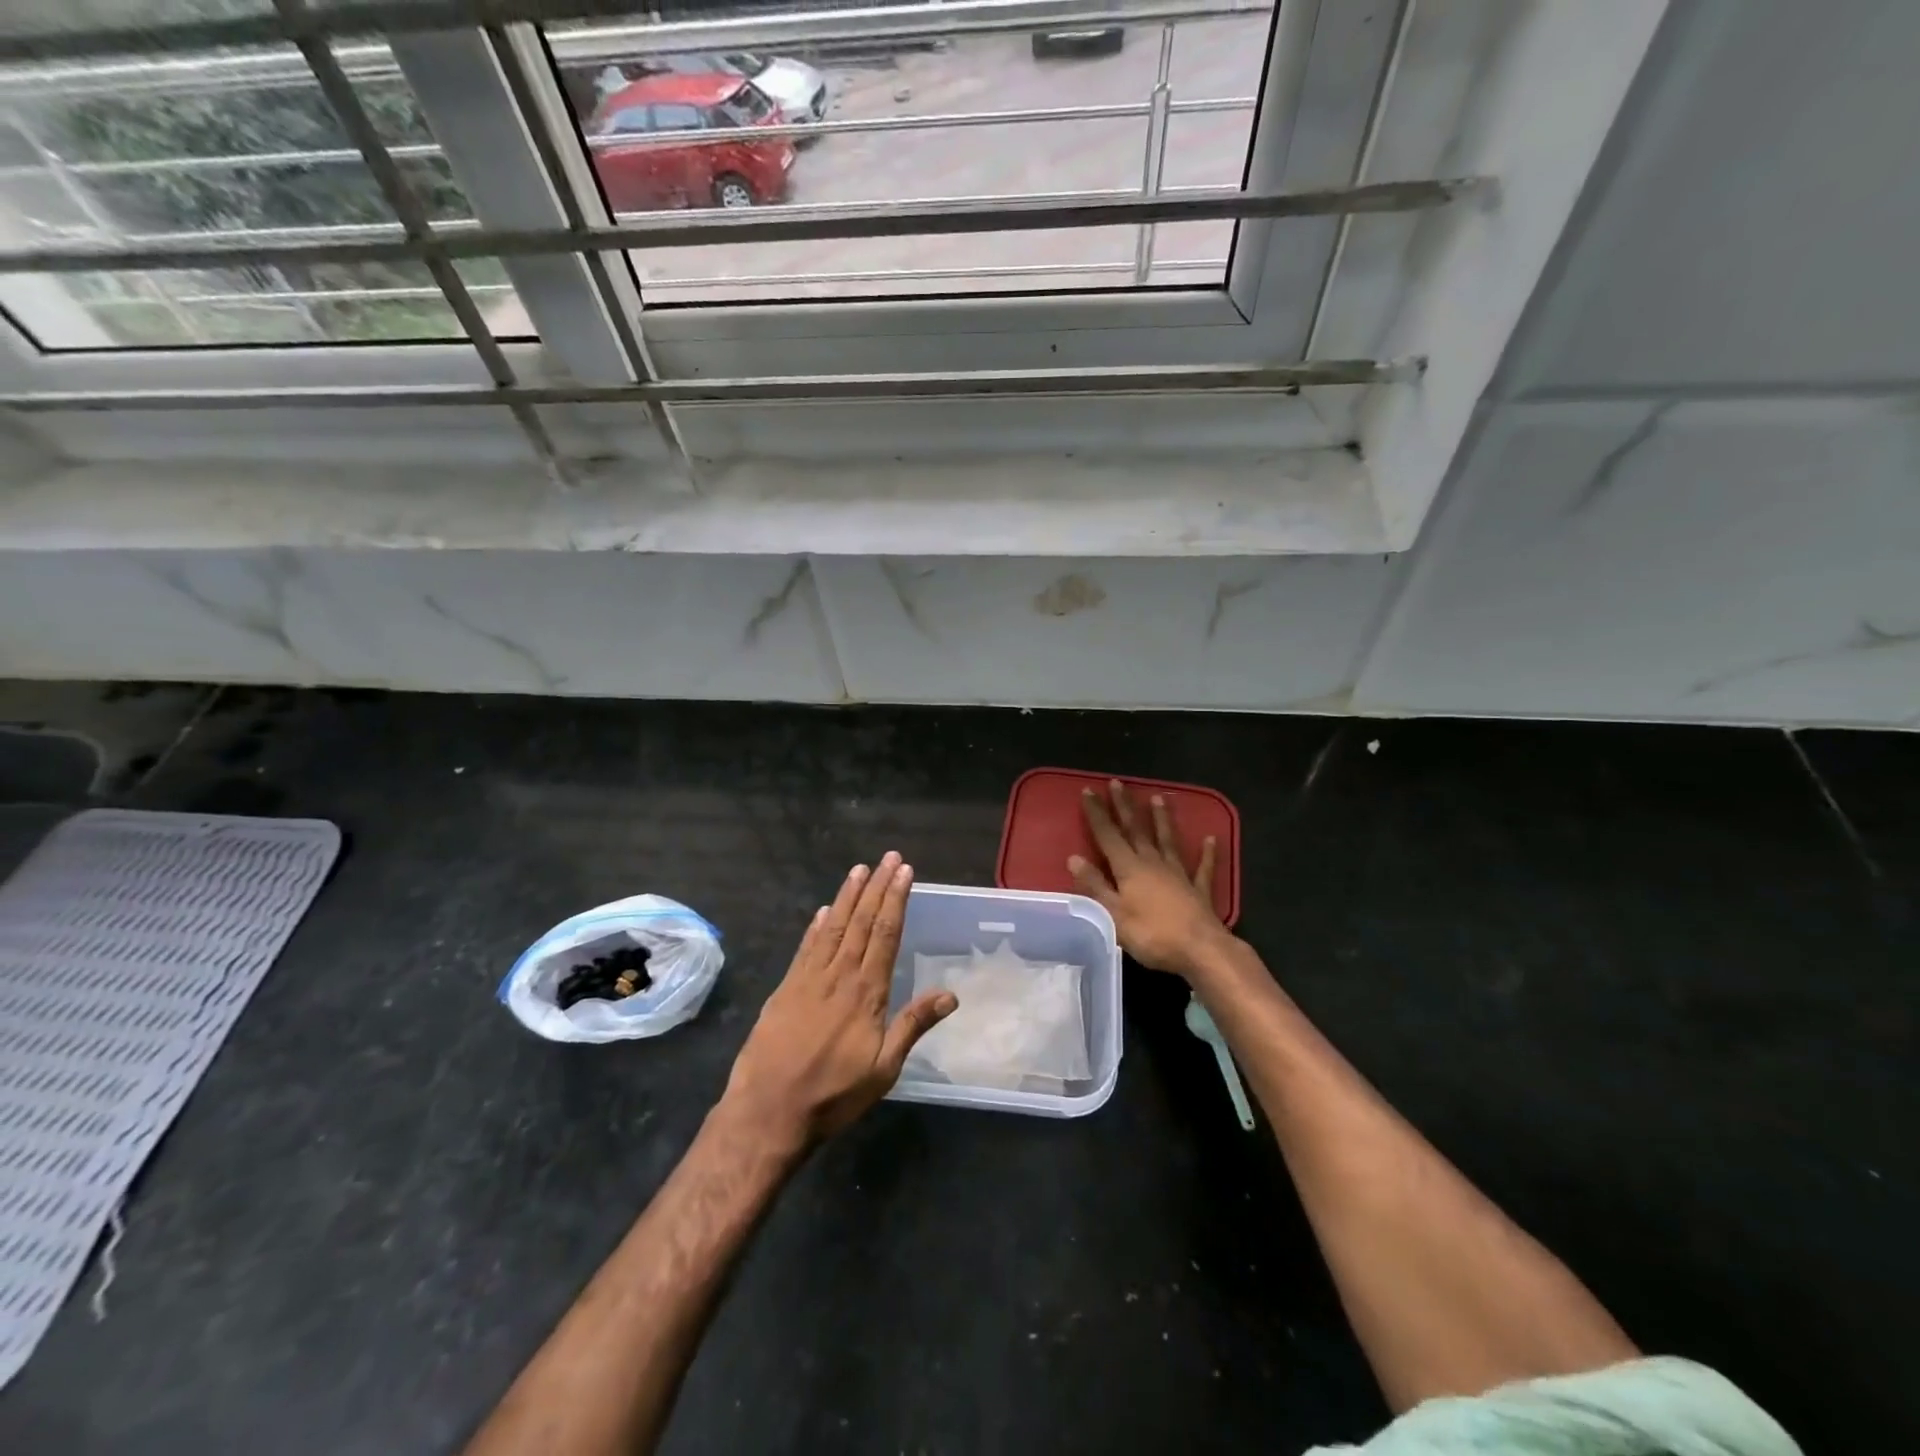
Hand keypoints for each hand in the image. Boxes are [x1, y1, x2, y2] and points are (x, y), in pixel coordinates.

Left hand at [724, 851, 956, 1148]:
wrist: (767, 1111)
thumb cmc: (833, 1095)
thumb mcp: (883, 1069)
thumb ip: (913, 1025)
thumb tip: (951, 994)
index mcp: (867, 992)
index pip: (886, 934)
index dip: (896, 900)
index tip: (904, 872)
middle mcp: (839, 976)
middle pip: (862, 922)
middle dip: (877, 887)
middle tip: (888, 857)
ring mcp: (808, 979)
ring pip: (833, 927)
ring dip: (848, 896)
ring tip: (859, 869)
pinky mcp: (785, 988)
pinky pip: (806, 948)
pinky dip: (817, 926)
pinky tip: (824, 910)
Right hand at [1069, 780, 1230, 979]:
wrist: (1201, 950)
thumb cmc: (1152, 934)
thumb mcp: (1113, 914)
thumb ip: (1095, 885)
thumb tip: (1074, 858)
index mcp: (1129, 868)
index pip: (1108, 835)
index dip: (1097, 814)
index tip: (1088, 791)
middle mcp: (1153, 863)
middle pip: (1136, 830)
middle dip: (1125, 806)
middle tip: (1118, 783)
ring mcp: (1178, 874)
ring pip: (1167, 840)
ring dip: (1162, 819)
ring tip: (1159, 797)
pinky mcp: (1198, 890)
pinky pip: (1203, 868)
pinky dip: (1207, 854)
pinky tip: (1210, 839)